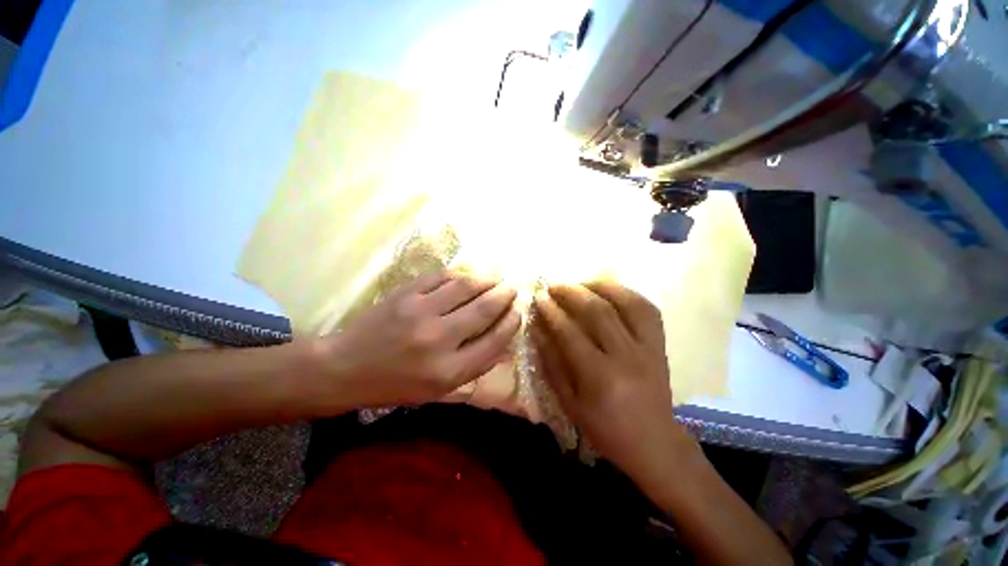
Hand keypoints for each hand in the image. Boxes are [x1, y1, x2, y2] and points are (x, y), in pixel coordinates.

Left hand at [324, 270, 520, 406]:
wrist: (345, 368)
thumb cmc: (396, 384)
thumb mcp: (439, 389)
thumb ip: (475, 366)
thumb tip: (505, 343)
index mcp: (448, 371)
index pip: (494, 341)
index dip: (511, 323)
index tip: (518, 312)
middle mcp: (438, 339)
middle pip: (483, 309)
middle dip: (504, 295)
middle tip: (513, 288)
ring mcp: (419, 312)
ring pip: (465, 286)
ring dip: (486, 279)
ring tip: (495, 278)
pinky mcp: (405, 293)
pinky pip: (442, 277)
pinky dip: (460, 274)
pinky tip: (468, 275)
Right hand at [532, 282, 697, 489]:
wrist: (655, 443)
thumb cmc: (606, 428)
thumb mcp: (570, 404)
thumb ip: (552, 364)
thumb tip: (537, 331)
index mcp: (600, 376)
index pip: (570, 333)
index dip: (552, 312)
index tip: (539, 298)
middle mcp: (626, 356)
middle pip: (598, 311)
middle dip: (571, 292)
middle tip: (554, 285)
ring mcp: (647, 347)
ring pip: (626, 303)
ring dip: (600, 286)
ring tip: (581, 283)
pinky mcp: (660, 345)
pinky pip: (647, 309)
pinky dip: (628, 294)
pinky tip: (611, 291)